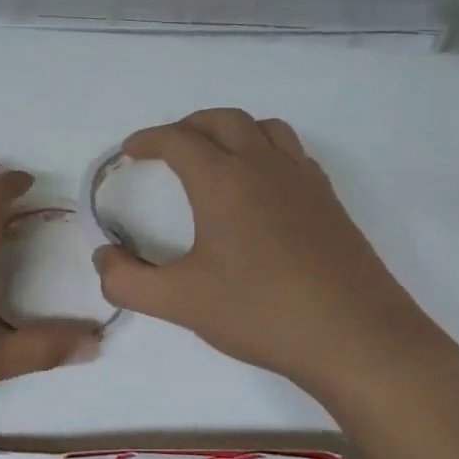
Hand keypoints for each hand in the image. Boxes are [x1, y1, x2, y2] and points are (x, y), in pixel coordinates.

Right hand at [92, 109, 458, 400]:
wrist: (355, 338)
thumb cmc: (260, 313)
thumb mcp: (180, 302)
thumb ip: (128, 280)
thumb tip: (103, 256)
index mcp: (223, 181)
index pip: (178, 140)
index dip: (148, 140)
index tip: (130, 151)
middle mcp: (263, 166)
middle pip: (222, 120)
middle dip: (188, 126)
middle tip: (168, 147)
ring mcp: (303, 180)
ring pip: (264, 128)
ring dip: (232, 130)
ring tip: (216, 156)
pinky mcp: (329, 201)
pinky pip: (293, 153)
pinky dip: (268, 151)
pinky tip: (263, 187)